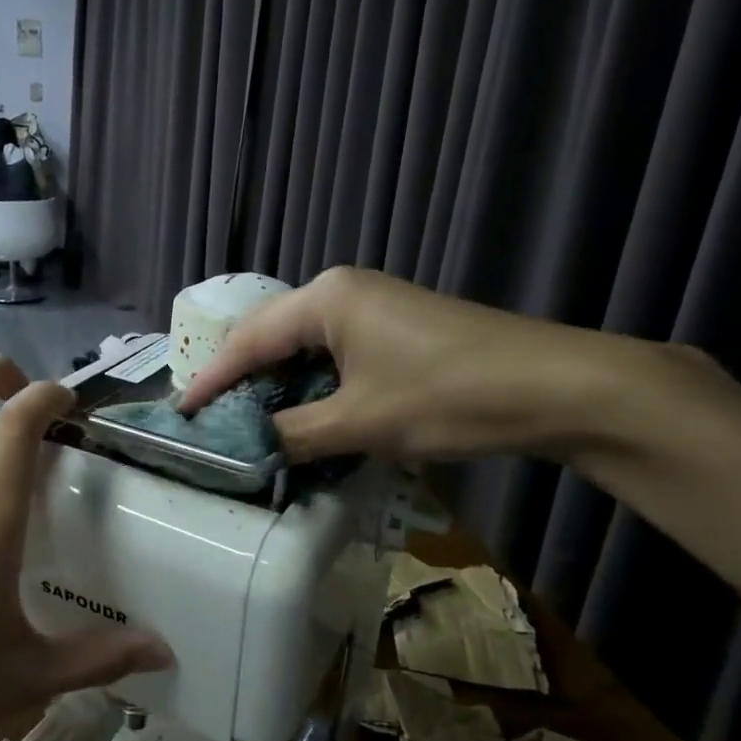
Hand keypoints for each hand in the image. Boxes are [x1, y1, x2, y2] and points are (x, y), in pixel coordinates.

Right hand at [175, 266, 683, 464]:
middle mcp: (342, 291)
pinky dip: (311, 385)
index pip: (248, 340)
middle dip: (240, 380)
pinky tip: (302, 414)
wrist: (559, 387)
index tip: (181, 413)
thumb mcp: (362, 422)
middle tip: (210, 420)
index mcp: (325, 298)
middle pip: (270, 337)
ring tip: (247, 423)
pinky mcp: (395, 329)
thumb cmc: (450, 396)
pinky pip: (333, 354)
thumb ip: (294, 434)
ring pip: (302, 347)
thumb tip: (248, 448)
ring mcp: (372, 307)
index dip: (212, 380)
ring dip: (277, 385)